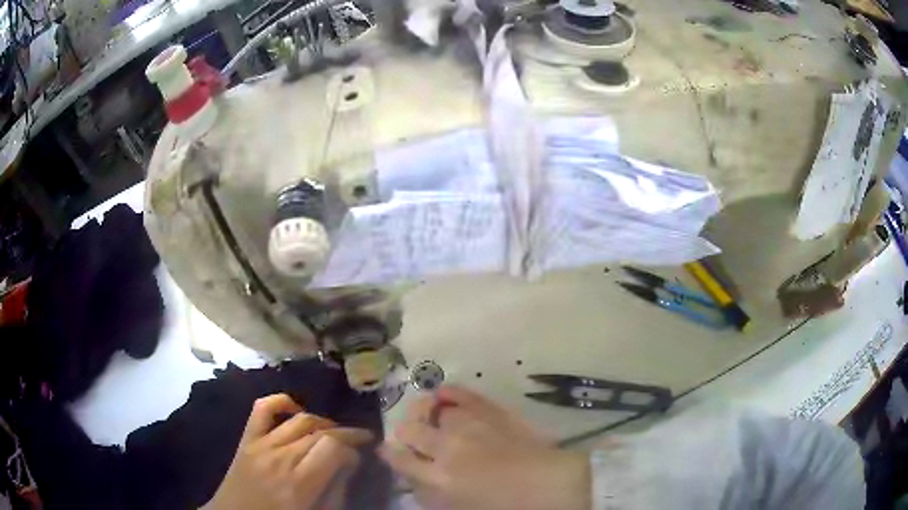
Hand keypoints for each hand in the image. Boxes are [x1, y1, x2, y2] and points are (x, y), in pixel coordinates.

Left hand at [202, 394, 373, 509]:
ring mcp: (261, 444)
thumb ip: (336, 490)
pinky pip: (263, 408)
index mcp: (299, 483)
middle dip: (346, 434)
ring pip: (300, 419)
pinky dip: (281, 401)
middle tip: (358, 442)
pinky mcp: (247, 438)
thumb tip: (349, 464)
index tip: (359, 457)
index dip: (353, 447)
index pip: (334, 447)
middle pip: (320, 431)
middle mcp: (281, 458)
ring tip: (334, 432)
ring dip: (323, 422)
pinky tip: (296, 409)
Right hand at [381, 386, 589, 509]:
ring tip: (426, 413)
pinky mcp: (493, 413)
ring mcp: (471, 426)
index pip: (401, 460)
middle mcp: (448, 448)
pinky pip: (465, 395)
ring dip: (425, 412)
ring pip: (434, 410)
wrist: (551, 485)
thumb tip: (418, 481)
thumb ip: (435, 493)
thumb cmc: (507, 506)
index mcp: (440, 478)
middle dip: (404, 430)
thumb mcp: (462, 507)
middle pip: (411, 430)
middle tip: (408, 432)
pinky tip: (444, 392)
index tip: (386, 449)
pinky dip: (451, 392)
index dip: (390, 453)